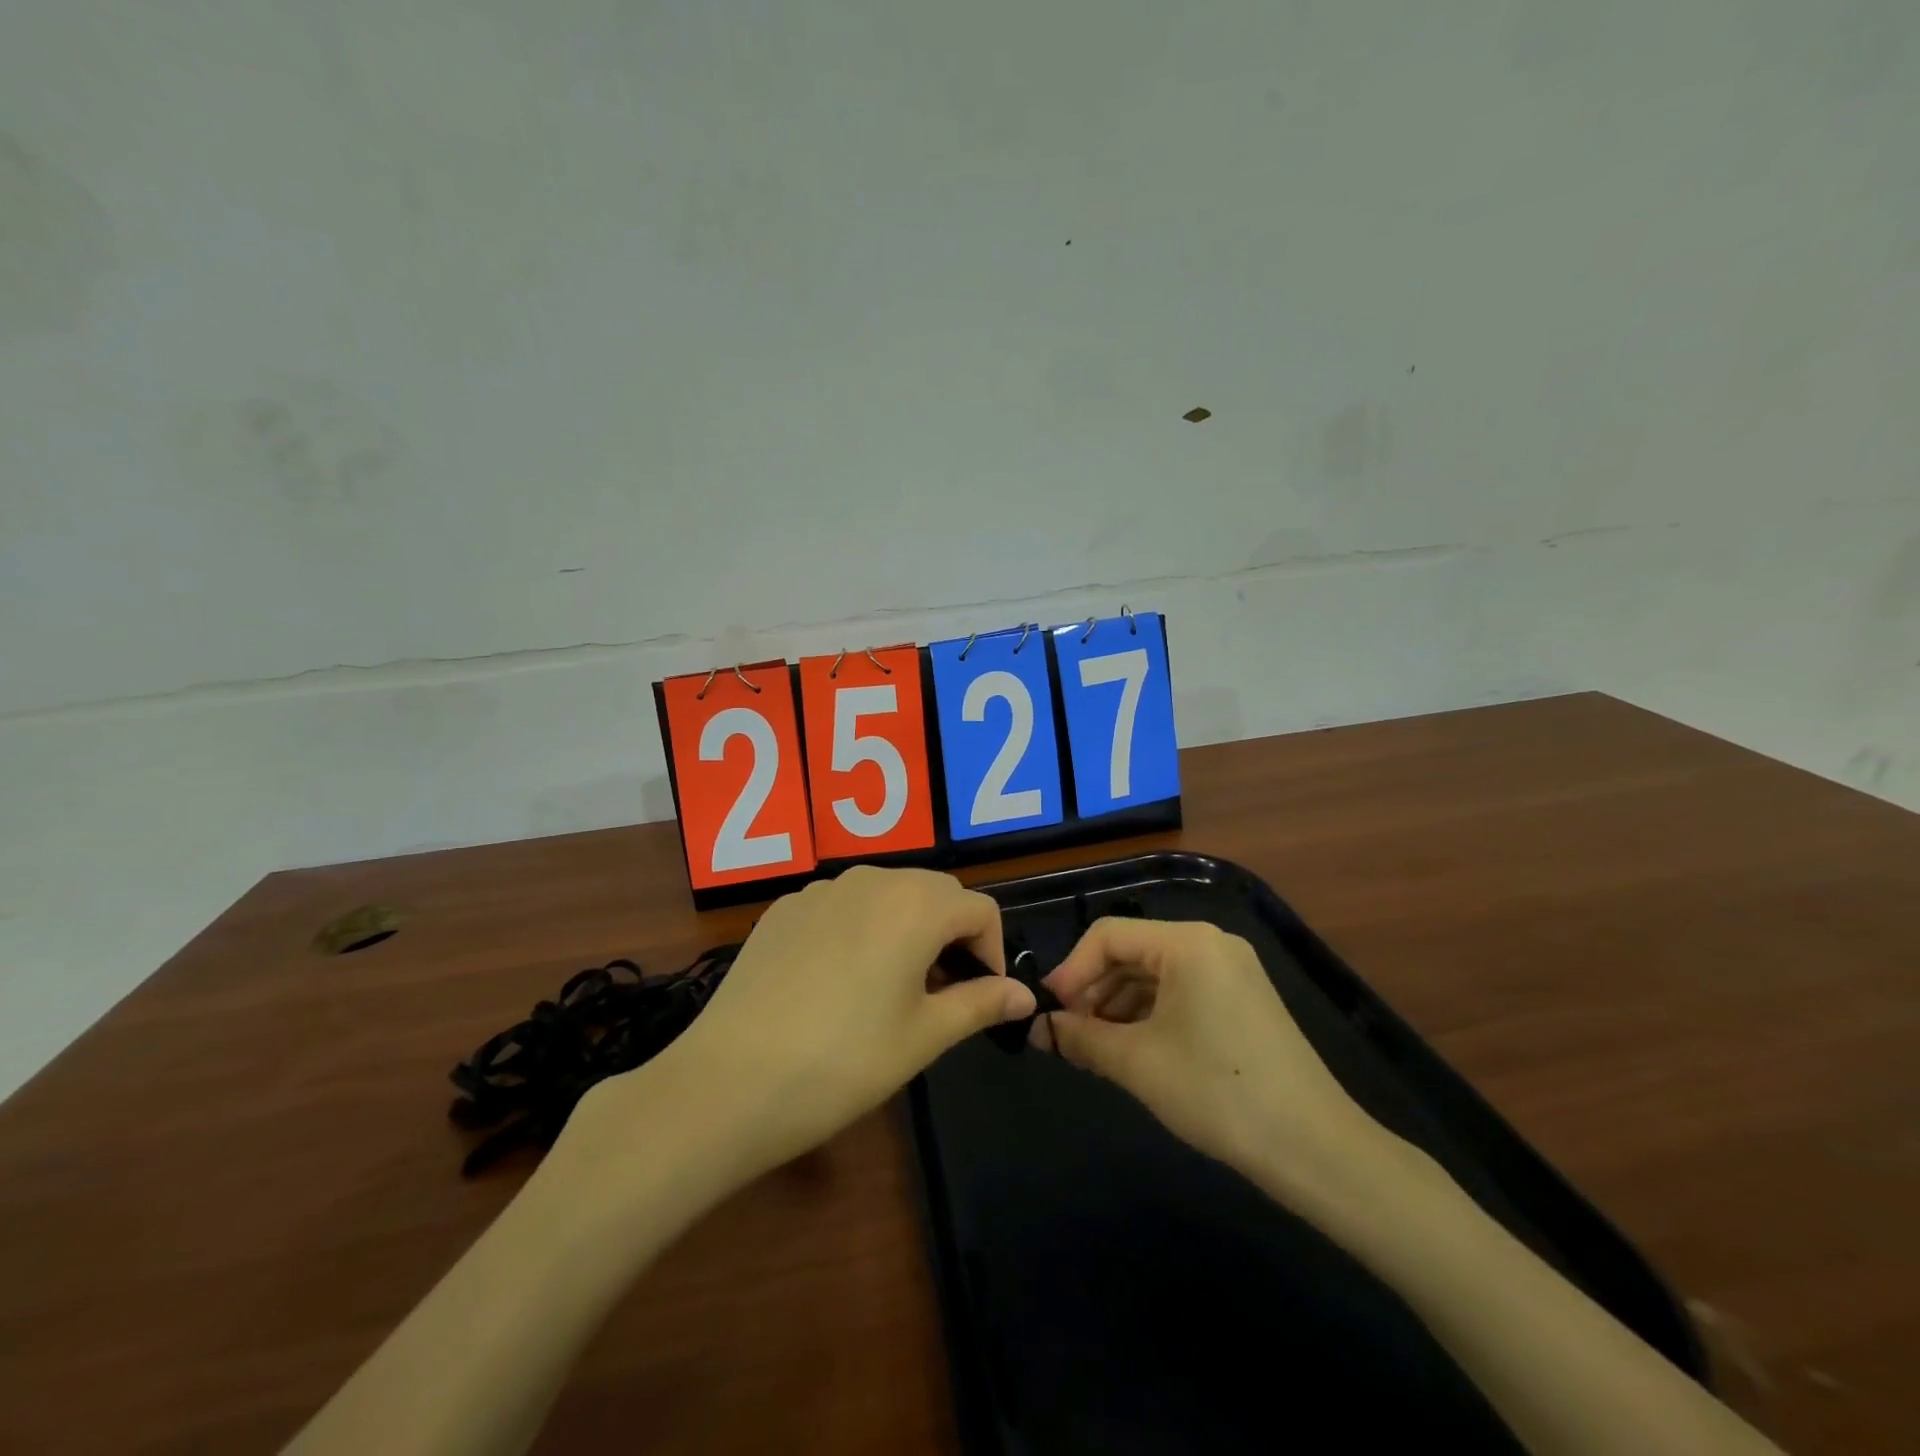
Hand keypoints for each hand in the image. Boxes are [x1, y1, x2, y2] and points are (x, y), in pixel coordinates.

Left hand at [568, 867, 1035, 1198]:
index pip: (979, 908)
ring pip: (887, 892)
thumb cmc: (843, 1062)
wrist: (728, 1082)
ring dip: (906, 926)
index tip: (980, 995)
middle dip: (951, 932)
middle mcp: (871, 879)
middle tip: (940, 991)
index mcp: (915, 905)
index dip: (991, 950)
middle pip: (935, 891)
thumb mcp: (923, 1037)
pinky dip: (860, 927)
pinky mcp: (785, 907)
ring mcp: (821, 889)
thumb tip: (1025, 995)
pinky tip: (837, 979)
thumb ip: (980, 1004)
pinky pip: (842, 903)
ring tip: (891, 984)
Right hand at [1035, 917, 1381, 1198]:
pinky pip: (1181, 991)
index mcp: (1187, 943)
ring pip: (1154, 974)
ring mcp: (1231, 970)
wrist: (1315, 1149)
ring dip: (1118, 1005)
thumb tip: (1040, 1030)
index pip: (1107, 936)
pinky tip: (1132, 1048)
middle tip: (1067, 1034)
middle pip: (1131, 952)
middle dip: (1094, 990)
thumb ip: (1081, 1038)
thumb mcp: (1138, 1064)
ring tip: (1094, 1047)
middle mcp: (1210, 943)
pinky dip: (1149, 1013)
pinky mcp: (1242, 999)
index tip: (1048, 1013)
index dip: (1071, 971)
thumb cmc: (1218, 1093)